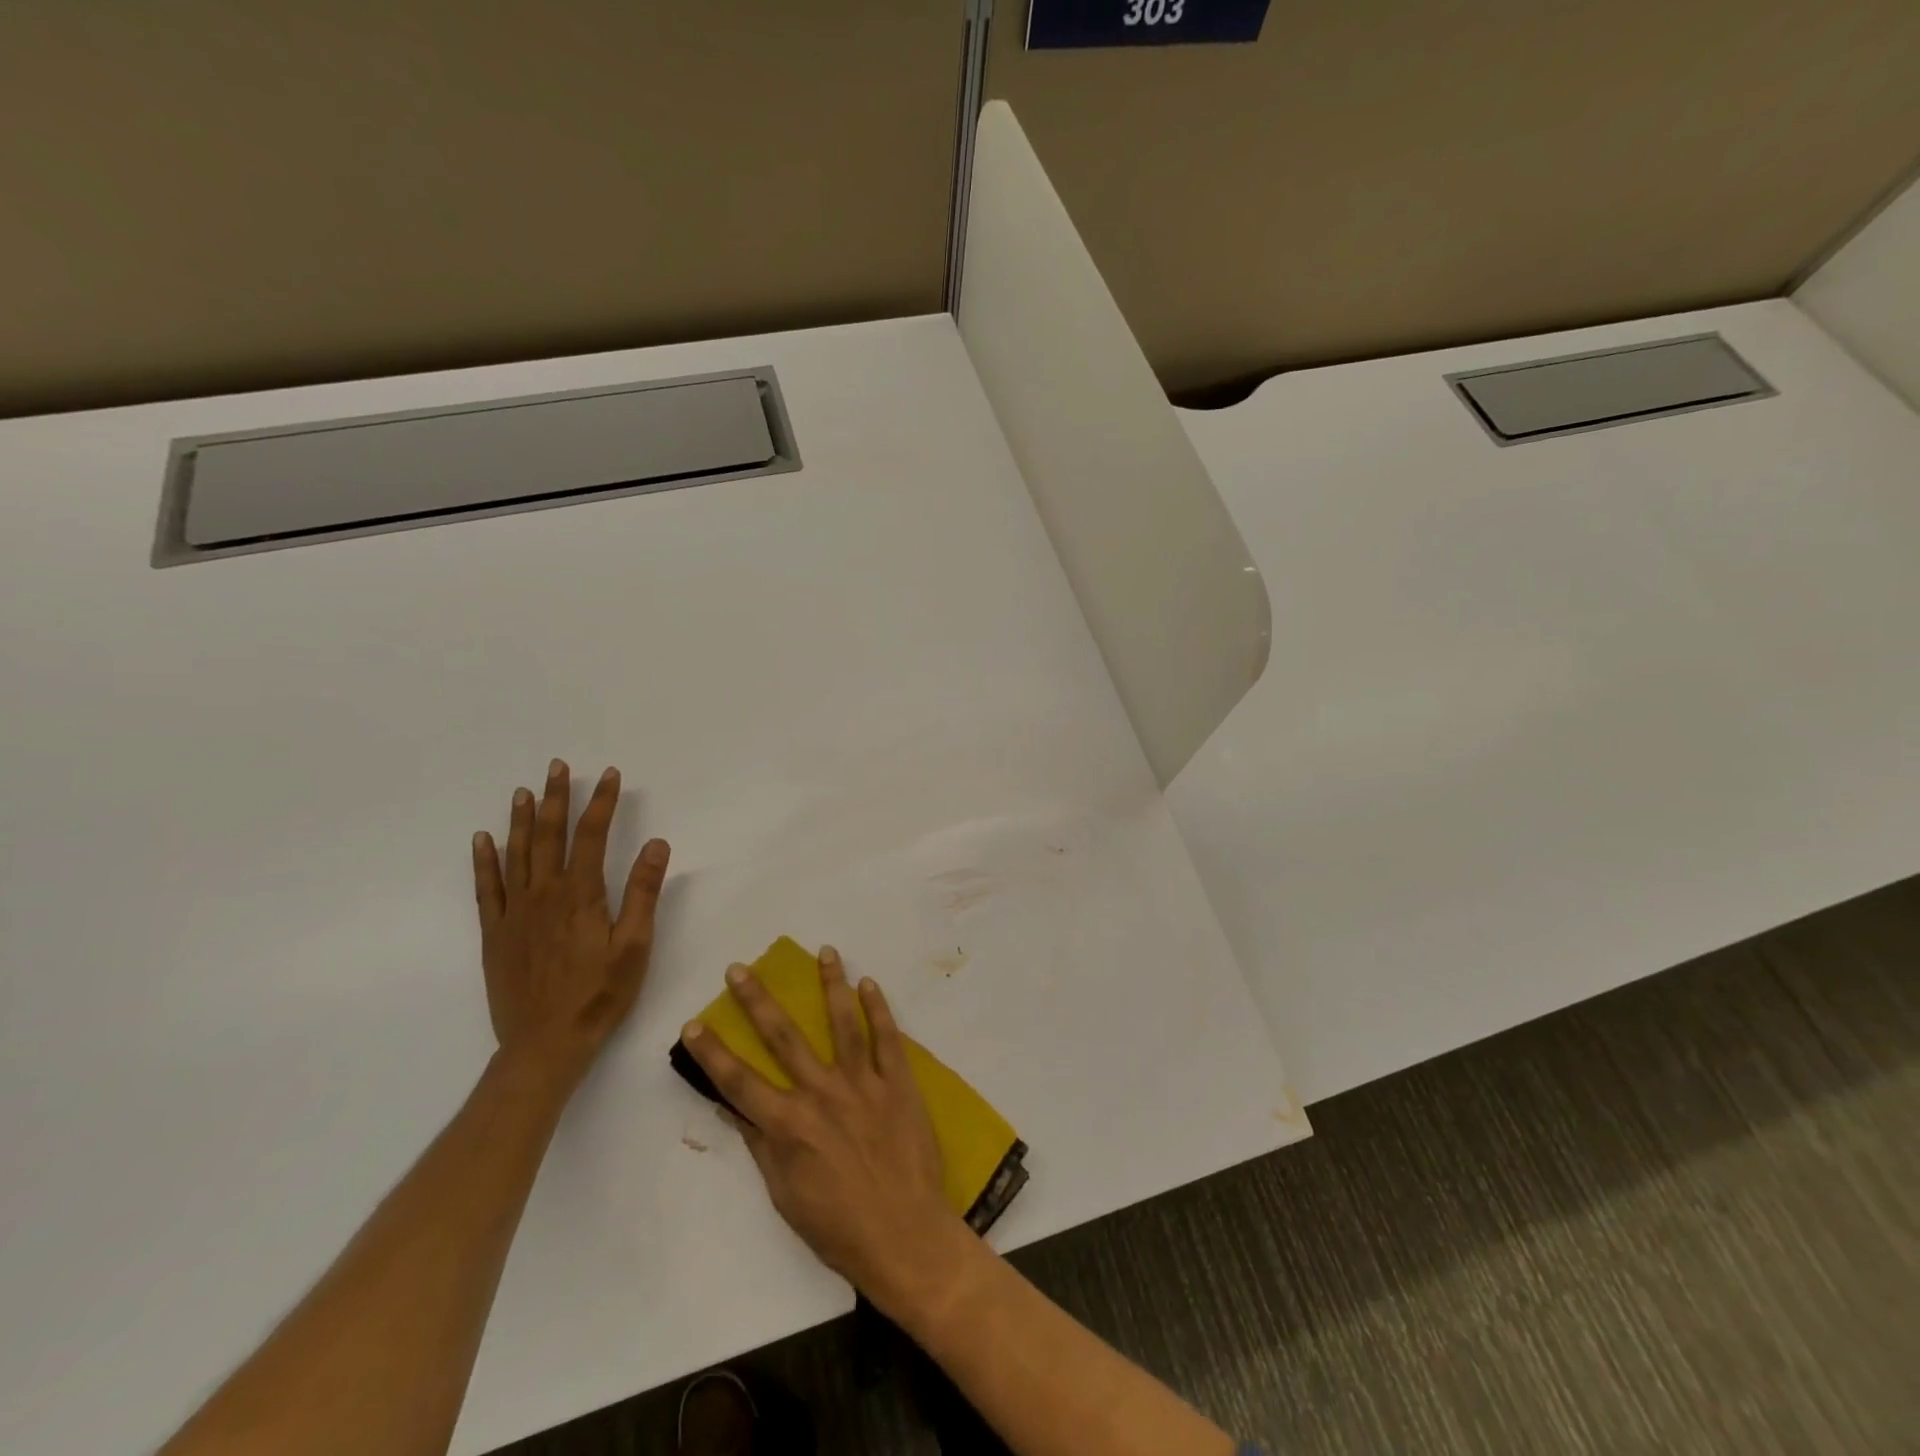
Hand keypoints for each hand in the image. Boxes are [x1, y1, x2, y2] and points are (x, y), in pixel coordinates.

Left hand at [473, 759, 670, 1090]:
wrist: (545, 1045)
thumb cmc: (600, 994)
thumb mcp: (635, 945)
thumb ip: (643, 893)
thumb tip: (655, 843)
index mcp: (580, 895)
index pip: (591, 836)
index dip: (600, 802)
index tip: (608, 774)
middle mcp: (543, 895)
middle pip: (549, 836)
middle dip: (556, 798)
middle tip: (557, 767)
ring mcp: (514, 913)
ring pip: (516, 854)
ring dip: (522, 820)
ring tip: (525, 791)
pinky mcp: (495, 933)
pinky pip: (486, 888)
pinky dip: (484, 861)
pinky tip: (483, 839)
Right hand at [681, 948, 973, 1318]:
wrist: (904, 1235)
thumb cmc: (838, 1227)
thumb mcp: (785, 1196)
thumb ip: (761, 1146)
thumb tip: (731, 1109)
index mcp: (788, 1125)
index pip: (739, 1081)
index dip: (712, 1052)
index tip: (694, 1022)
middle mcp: (821, 1094)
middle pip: (784, 1037)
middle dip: (758, 1000)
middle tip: (740, 968)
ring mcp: (863, 1083)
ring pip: (842, 1023)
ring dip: (832, 984)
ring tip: (825, 951)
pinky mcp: (898, 1083)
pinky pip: (887, 1038)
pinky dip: (878, 1008)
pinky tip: (869, 983)